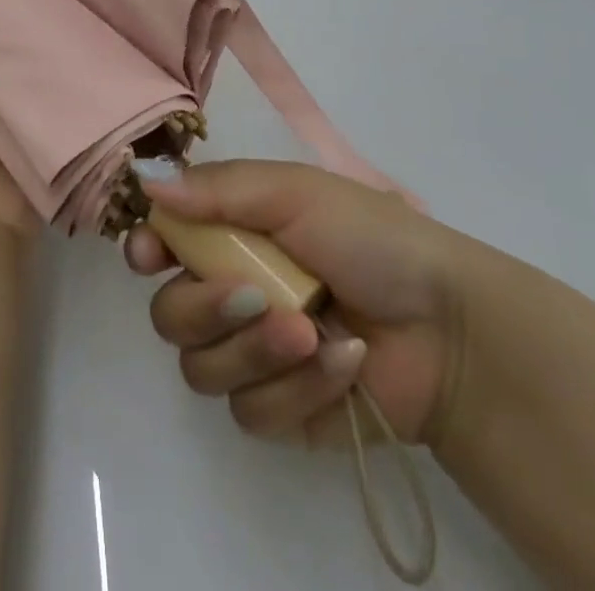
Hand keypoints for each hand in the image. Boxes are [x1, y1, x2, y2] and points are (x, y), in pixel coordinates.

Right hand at [125, 160, 460, 447]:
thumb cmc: (370, 238)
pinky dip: (298, 388)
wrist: (448, 327)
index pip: (164, 242)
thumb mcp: (295, 192)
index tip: (149, 256)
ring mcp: (255, 353)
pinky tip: (341, 363)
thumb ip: (219, 189)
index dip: (147, 250)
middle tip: (253, 296)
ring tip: (309, 332)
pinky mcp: (282, 408)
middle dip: (205, 308)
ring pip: (202, 369)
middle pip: (170, 314)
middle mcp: (233, 291)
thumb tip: (147, 184)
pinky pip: (252, 410)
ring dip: (255, 350)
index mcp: (233, 233)